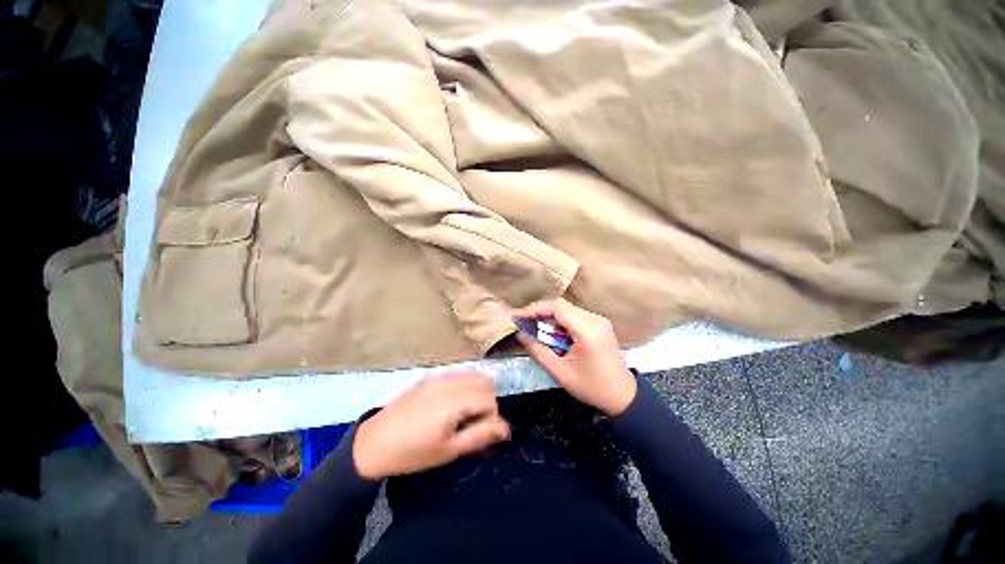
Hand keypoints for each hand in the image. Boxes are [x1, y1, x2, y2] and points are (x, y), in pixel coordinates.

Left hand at [353, 372, 509, 479]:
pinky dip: (465, 386)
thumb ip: (479, 435)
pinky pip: (458, 375)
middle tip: (477, 422)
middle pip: (484, 381)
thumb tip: (505, 428)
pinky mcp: (430, 377)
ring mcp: (437, 377)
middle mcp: (447, 382)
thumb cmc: (412, 454)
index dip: (493, 415)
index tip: (485, 432)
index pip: (488, 398)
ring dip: (478, 391)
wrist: (372, 444)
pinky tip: (453, 405)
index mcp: (451, 402)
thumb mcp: (448, 450)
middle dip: (488, 400)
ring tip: (466, 414)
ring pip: (472, 375)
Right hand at [515, 298, 636, 415]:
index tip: (518, 317)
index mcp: (587, 330)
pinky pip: (575, 316)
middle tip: (524, 324)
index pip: (557, 307)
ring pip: (567, 310)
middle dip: (540, 313)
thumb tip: (520, 334)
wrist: (623, 396)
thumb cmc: (591, 387)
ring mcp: (599, 320)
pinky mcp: (600, 324)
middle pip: (562, 306)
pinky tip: (553, 334)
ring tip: (536, 329)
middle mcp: (595, 319)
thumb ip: (538, 350)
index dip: (535, 308)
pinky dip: (560, 322)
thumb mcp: (560, 372)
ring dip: (550, 318)